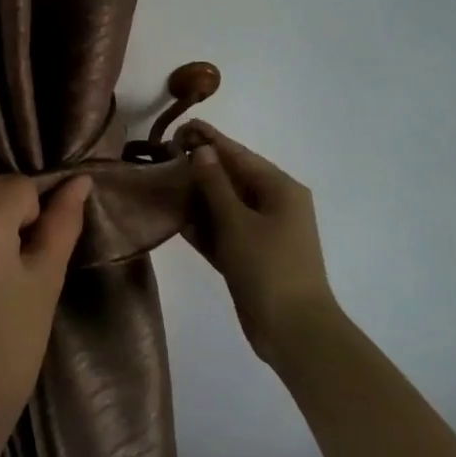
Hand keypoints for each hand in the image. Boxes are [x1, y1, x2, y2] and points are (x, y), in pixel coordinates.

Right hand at [180, 121, 338, 359]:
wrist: (293, 330)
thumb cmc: (268, 268)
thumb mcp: (237, 222)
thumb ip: (216, 185)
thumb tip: (202, 151)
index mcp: (280, 189)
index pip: (239, 155)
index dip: (210, 140)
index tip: (181, 126)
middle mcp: (274, 205)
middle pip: (232, 178)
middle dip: (200, 167)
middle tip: (163, 155)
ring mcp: (263, 232)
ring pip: (225, 206)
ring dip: (197, 196)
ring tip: (162, 182)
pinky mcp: (251, 256)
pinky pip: (224, 231)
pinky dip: (203, 225)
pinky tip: (175, 216)